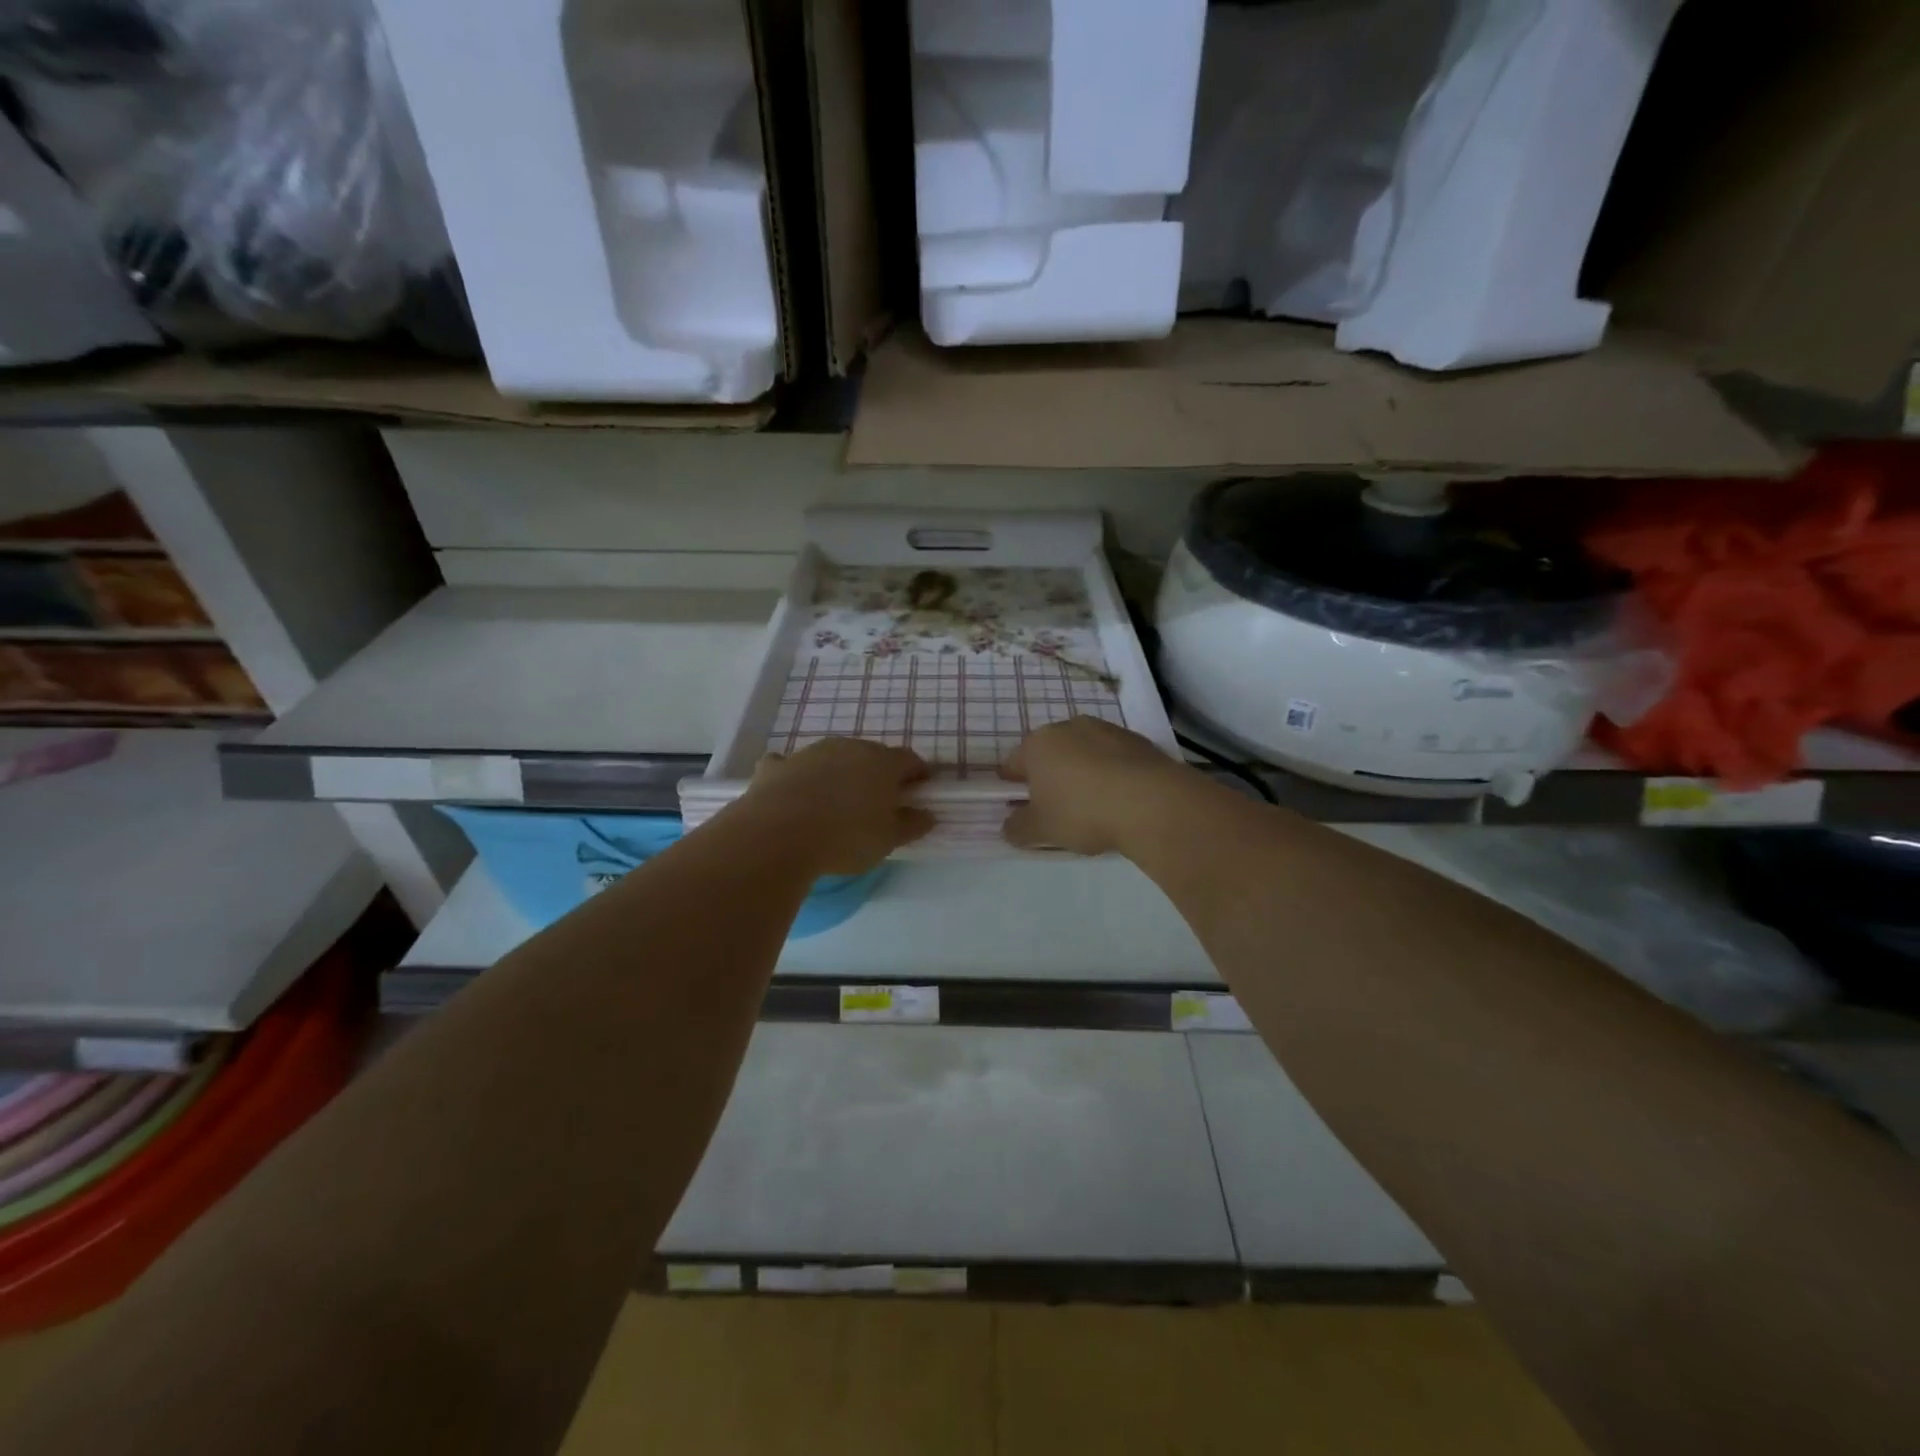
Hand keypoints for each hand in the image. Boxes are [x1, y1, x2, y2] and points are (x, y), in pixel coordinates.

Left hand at [738, 738, 934, 874]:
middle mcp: (848, 748)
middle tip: (877, 801)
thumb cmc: (846, 838)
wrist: (779, 835)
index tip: (919, 790)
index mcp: (882, 763)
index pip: (909, 760)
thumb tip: (927, 815)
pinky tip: (792, 794)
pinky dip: (795, 776)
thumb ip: (911, 825)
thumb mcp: (889, 840)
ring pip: (832, 758)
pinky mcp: (776, 766)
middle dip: (877, 774)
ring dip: (837, 774)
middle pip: (870, 755)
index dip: (917, 774)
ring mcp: (810, 753)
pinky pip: (791, 766)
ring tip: (834, 804)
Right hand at [999, 718, 1189, 855]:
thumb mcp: (1041, 830)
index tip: (1020, 809)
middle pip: (1050, 754)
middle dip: (1049, 778)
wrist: (1151, 803)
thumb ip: (1018, 828)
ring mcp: (1106, 730)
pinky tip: (1120, 800)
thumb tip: (1009, 826)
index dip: (1012, 787)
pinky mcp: (1137, 740)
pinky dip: (1111, 774)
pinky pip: (1113, 758)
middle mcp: (1069, 727)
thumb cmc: (1082, 812)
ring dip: (1082, 773)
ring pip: (1083, 753)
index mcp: (1038, 744)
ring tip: (1093, 807)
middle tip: (1057, 810)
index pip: (1013, 763)